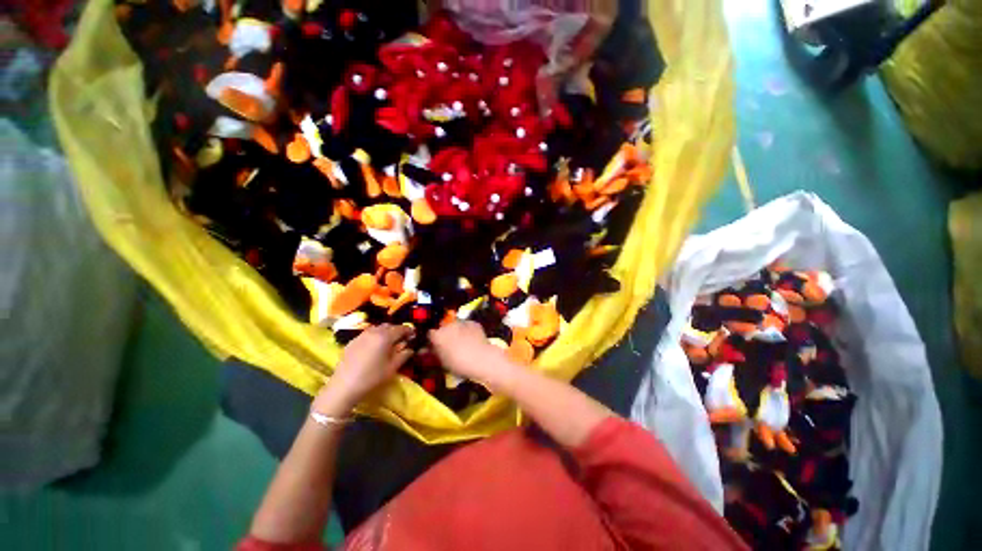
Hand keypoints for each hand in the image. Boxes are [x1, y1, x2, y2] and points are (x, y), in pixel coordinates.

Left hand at [314, 324, 413, 412]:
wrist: (344, 387)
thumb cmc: (371, 378)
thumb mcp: (392, 368)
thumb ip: (403, 355)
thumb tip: (410, 349)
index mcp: (385, 337)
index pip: (401, 328)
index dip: (409, 330)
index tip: (413, 335)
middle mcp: (373, 332)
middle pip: (389, 326)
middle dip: (397, 330)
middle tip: (401, 339)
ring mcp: (361, 335)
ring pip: (377, 328)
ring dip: (385, 332)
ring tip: (388, 342)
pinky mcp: (352, 341)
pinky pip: (367, 333)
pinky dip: (374, 336)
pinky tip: (374, 347)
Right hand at [428, 321, 514, 388]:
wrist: (482, 359)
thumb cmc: (459, 364)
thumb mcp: (442, 362)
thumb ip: (433, 353)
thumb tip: (424, 350)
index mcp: (437, 335)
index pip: (429, 333)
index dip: (432, 339)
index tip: (434, 345)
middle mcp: (448, 325)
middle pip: (442, 326)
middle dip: (443, 333)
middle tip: (448, 343)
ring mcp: (462, 321)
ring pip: (455, 324)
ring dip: (455, 330)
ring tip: (461, 341)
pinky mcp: (473, 322)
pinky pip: (467, 325)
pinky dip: (467, 330)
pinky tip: (471, 339)